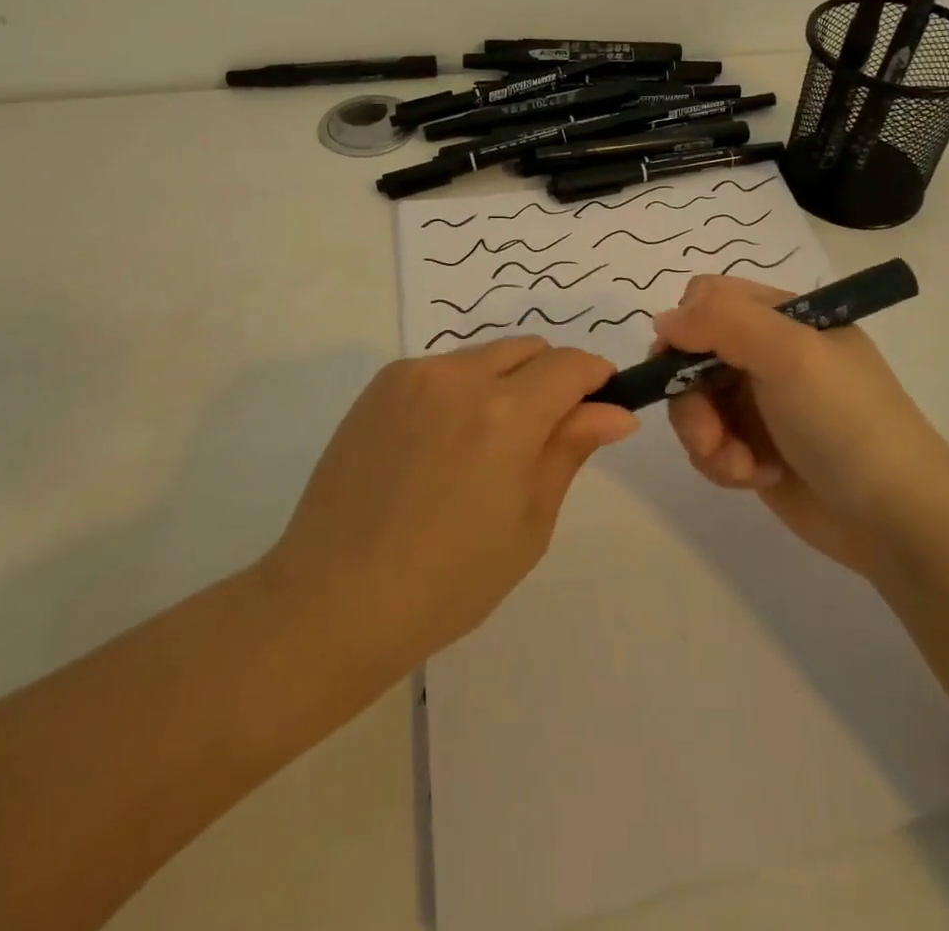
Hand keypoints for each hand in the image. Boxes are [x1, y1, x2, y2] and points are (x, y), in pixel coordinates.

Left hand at [267, 338, 636, 676]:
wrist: (333, 600)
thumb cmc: (448, 581)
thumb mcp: (529, 522)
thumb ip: (570, 450)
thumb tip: (615, 412)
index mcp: (506, 414)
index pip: (570, 365)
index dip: (595, 378)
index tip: (600, 407)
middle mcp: (460, 376)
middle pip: (529, 349)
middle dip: (551, 379)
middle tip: (542, 438)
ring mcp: (413, 375)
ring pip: (485, 356)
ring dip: (505, 383)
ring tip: (484, 448)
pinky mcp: (380, 386)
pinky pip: (442, 370)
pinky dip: (461, 391)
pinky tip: (440, 447)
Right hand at [655, 275, 948, 577]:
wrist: (896, 520)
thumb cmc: (846, 422)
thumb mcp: (791, 354)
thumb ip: (723, 322)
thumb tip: (664, 321)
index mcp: (784, 317)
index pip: (709, 298)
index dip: (686, 327)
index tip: (681, 364)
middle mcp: (768, 354)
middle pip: (691, 355)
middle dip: (691, 397)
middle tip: (712, 431)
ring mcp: (760, 403)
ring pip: (693, 403)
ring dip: (706, 437)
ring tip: (741, 465)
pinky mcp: (754, 448)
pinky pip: (708, 443)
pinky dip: (722, 463)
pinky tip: (756, 478)